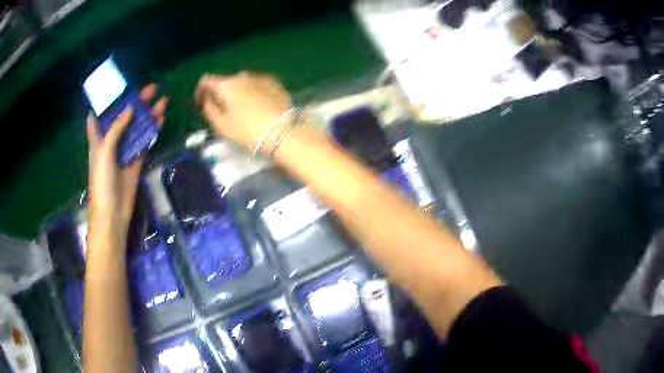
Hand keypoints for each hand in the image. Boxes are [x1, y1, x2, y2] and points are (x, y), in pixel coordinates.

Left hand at [86, 84, 167, 247]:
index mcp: (98, 137)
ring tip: (162, 100)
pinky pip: (145, 143)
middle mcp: (111, 141)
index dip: (108, 100)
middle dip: (136, 102)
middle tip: (151, 88)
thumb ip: (116, 128)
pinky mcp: (136, 161)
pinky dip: (152, 131)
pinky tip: (160, 120)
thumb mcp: (103, 151)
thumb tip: (131, 107)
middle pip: (124, 117)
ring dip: (148, 115)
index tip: (118, 86)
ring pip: (137, 128)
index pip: (100, 114)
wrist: (112, 212)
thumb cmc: (101, 180)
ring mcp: (124, 151)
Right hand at [195, 72, 292, 152]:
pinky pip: (257, 86)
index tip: (200, 104)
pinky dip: (252, 93)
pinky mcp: (275, 84)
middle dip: (220, 94)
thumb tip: (207, 99)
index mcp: (227, 84)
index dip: (200, 91)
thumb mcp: (221, 125)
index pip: (206, 80)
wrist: (284, 132)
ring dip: (237, 93)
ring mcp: (261, 78)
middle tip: (221, 111)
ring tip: (240, 111)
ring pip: (242, 83)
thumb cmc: (248, 131)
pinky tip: (257, 107)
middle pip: (225, 82)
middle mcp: (243, 76)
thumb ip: (209, 109)